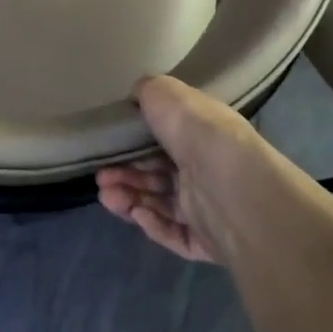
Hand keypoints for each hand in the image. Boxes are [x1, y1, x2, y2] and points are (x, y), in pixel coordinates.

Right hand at [97, 75, 269, 261]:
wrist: (231, 185)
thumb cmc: (195, 132)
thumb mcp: (163, 92)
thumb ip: (146, 91)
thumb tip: (138, 96)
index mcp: (200, 133)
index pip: (164, 139)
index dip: (133, 144)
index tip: (108, 147)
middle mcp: (206, 168)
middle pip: (157, 174)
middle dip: (125, 175)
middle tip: (101, 178)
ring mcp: (209, 207)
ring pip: (162, 204)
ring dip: (130, 199)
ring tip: (107, 197)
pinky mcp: (208, 240)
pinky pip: (175, 234)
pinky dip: (153, 225)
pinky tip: (137, 214)